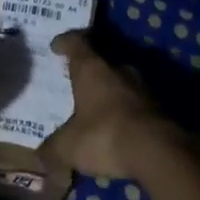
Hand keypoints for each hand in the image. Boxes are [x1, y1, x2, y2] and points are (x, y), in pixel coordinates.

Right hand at [42, 32, 178, 180]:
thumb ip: (52, 149)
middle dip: (88, 71)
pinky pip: (134, 102)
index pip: (76, 43)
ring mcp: (141, 85)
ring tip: (96, 108)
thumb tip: (40, 156)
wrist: (158, 150)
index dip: (65, 42)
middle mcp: (118, 68)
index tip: (57, 45)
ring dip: (109, 91)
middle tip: (76, 83)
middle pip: (100, 60)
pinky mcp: (158, 105)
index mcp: (92, 68)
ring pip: (120, 81)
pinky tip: (117, 127)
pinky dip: (124, 110)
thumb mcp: (69, 147)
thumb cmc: (105, 136)